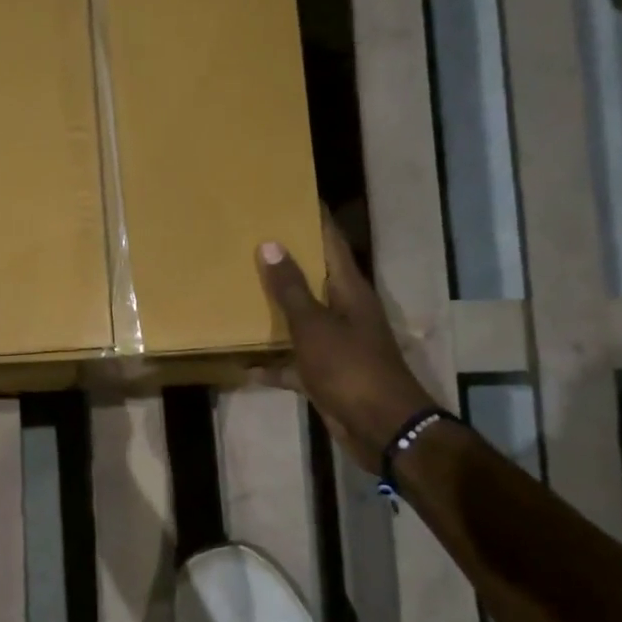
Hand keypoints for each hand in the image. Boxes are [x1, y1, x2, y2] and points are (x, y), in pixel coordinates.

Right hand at [257, 216, 434, 469]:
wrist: (380, 426)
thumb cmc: (350, 368)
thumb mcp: (314, 326)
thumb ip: (290, 288)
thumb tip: (270, 244)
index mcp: (349, 290)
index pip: (331, 241)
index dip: (313, 218)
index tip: (288, 194)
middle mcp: (345, 311)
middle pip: (314, 278)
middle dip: (286, 260)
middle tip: (251, 238)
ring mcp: (336, 344)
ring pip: (301, 319)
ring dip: (276, 311)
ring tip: (241, 292)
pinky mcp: (325, 374)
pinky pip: (293, 362)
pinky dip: (272, 364)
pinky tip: (244, 365)